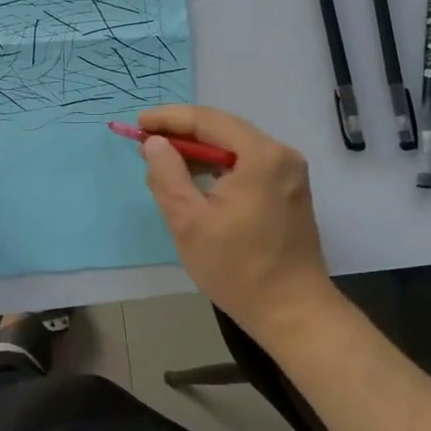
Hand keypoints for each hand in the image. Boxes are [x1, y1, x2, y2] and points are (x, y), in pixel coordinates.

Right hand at [136, 105, 341, 345]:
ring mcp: (289, 172)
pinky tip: (194, 178)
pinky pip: (247, 164)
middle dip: (182, 133)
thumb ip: (167, 175)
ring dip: (199, 150)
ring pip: (235, 147)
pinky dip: (218, 166)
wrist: (292, 312)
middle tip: (146, 141)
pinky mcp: (289, 190)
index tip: (138, 122)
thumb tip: (154, 143)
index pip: (208, 120)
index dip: (169, 118)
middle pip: (223, 129)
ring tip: (163, 160)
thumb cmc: (237, 268)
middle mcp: (281, 154)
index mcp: (261, 156)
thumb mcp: (189, 221)